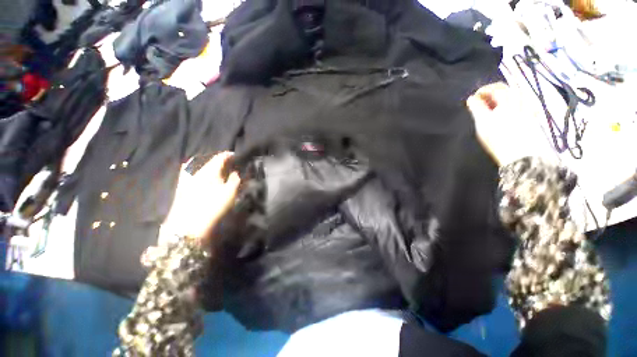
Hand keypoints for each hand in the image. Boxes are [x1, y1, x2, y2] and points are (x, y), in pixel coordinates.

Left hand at [180, 152, 240, 239]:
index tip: (236, 156)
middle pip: (210, 161)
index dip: (229, 155)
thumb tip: (236, 171)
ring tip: (217, 170)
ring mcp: (187, 178)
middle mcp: (197, 171)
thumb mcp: (230, 192)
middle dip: (220, 160)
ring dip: (209, 166)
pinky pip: (191, 173)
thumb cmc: (213, 206)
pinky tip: (201, 176)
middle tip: (229, 164)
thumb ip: (235, 179)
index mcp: (210, 170)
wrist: (188, 224)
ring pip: (200, 166)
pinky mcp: (181, 187)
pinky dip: (198, 171)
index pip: (220, 157)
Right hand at [466, 82, 553, 166]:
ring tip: (493, 107)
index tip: (473, 98)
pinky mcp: (532, 118)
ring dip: (503, 98)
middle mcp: (520, 101)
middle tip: (482, 102)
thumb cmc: (498, 138)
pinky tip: (508, 112)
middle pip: (507, 90)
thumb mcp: (483, 123)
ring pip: (516, 96)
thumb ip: (477, 108)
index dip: (483, 90)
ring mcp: (528, 109)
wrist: (520, 155)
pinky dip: (513, 104)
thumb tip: (471, 99)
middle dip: (493, 93)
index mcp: (507, 101)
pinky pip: (522, 104)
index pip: (495, 88)